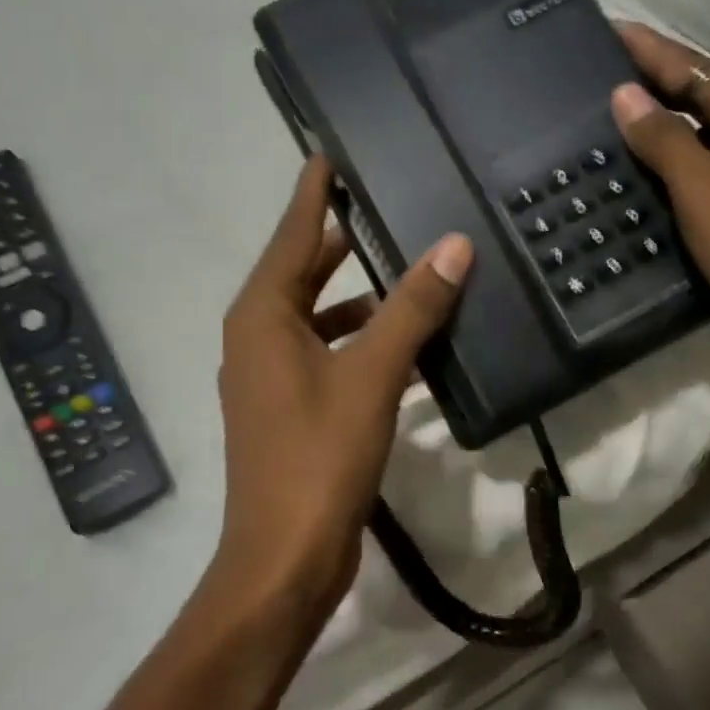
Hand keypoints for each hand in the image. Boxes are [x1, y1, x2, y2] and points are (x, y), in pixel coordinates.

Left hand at [214, 156, 471, 612]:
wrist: (284, 558)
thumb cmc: (318, 458)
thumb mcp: (370, 376)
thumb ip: (411, 309)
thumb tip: (452, 246)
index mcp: (262, 317)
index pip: (292, 233)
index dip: (313, 191)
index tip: (331, 152)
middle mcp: (257, 338)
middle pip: (300, 271)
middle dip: (337, 238)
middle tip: (382, 202)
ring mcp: (270, 378)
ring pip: (315, 316)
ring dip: (354, 295)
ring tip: (405, 269)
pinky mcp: (289, 412)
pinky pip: (325, 355)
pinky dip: (358, 342)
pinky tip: (403, 346)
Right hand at [611, 23, 709, 402]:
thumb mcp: (701, 185)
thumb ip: (662, 137)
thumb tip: (626, 94)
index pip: (691, 67)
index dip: (648, 49)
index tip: (609, 27)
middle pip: (700, 92)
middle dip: (654, 81)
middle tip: (602, 71)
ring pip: (704, 129)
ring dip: (664, 120)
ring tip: (614, 115)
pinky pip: (709, 162)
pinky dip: (677, 157)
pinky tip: (648, 166)